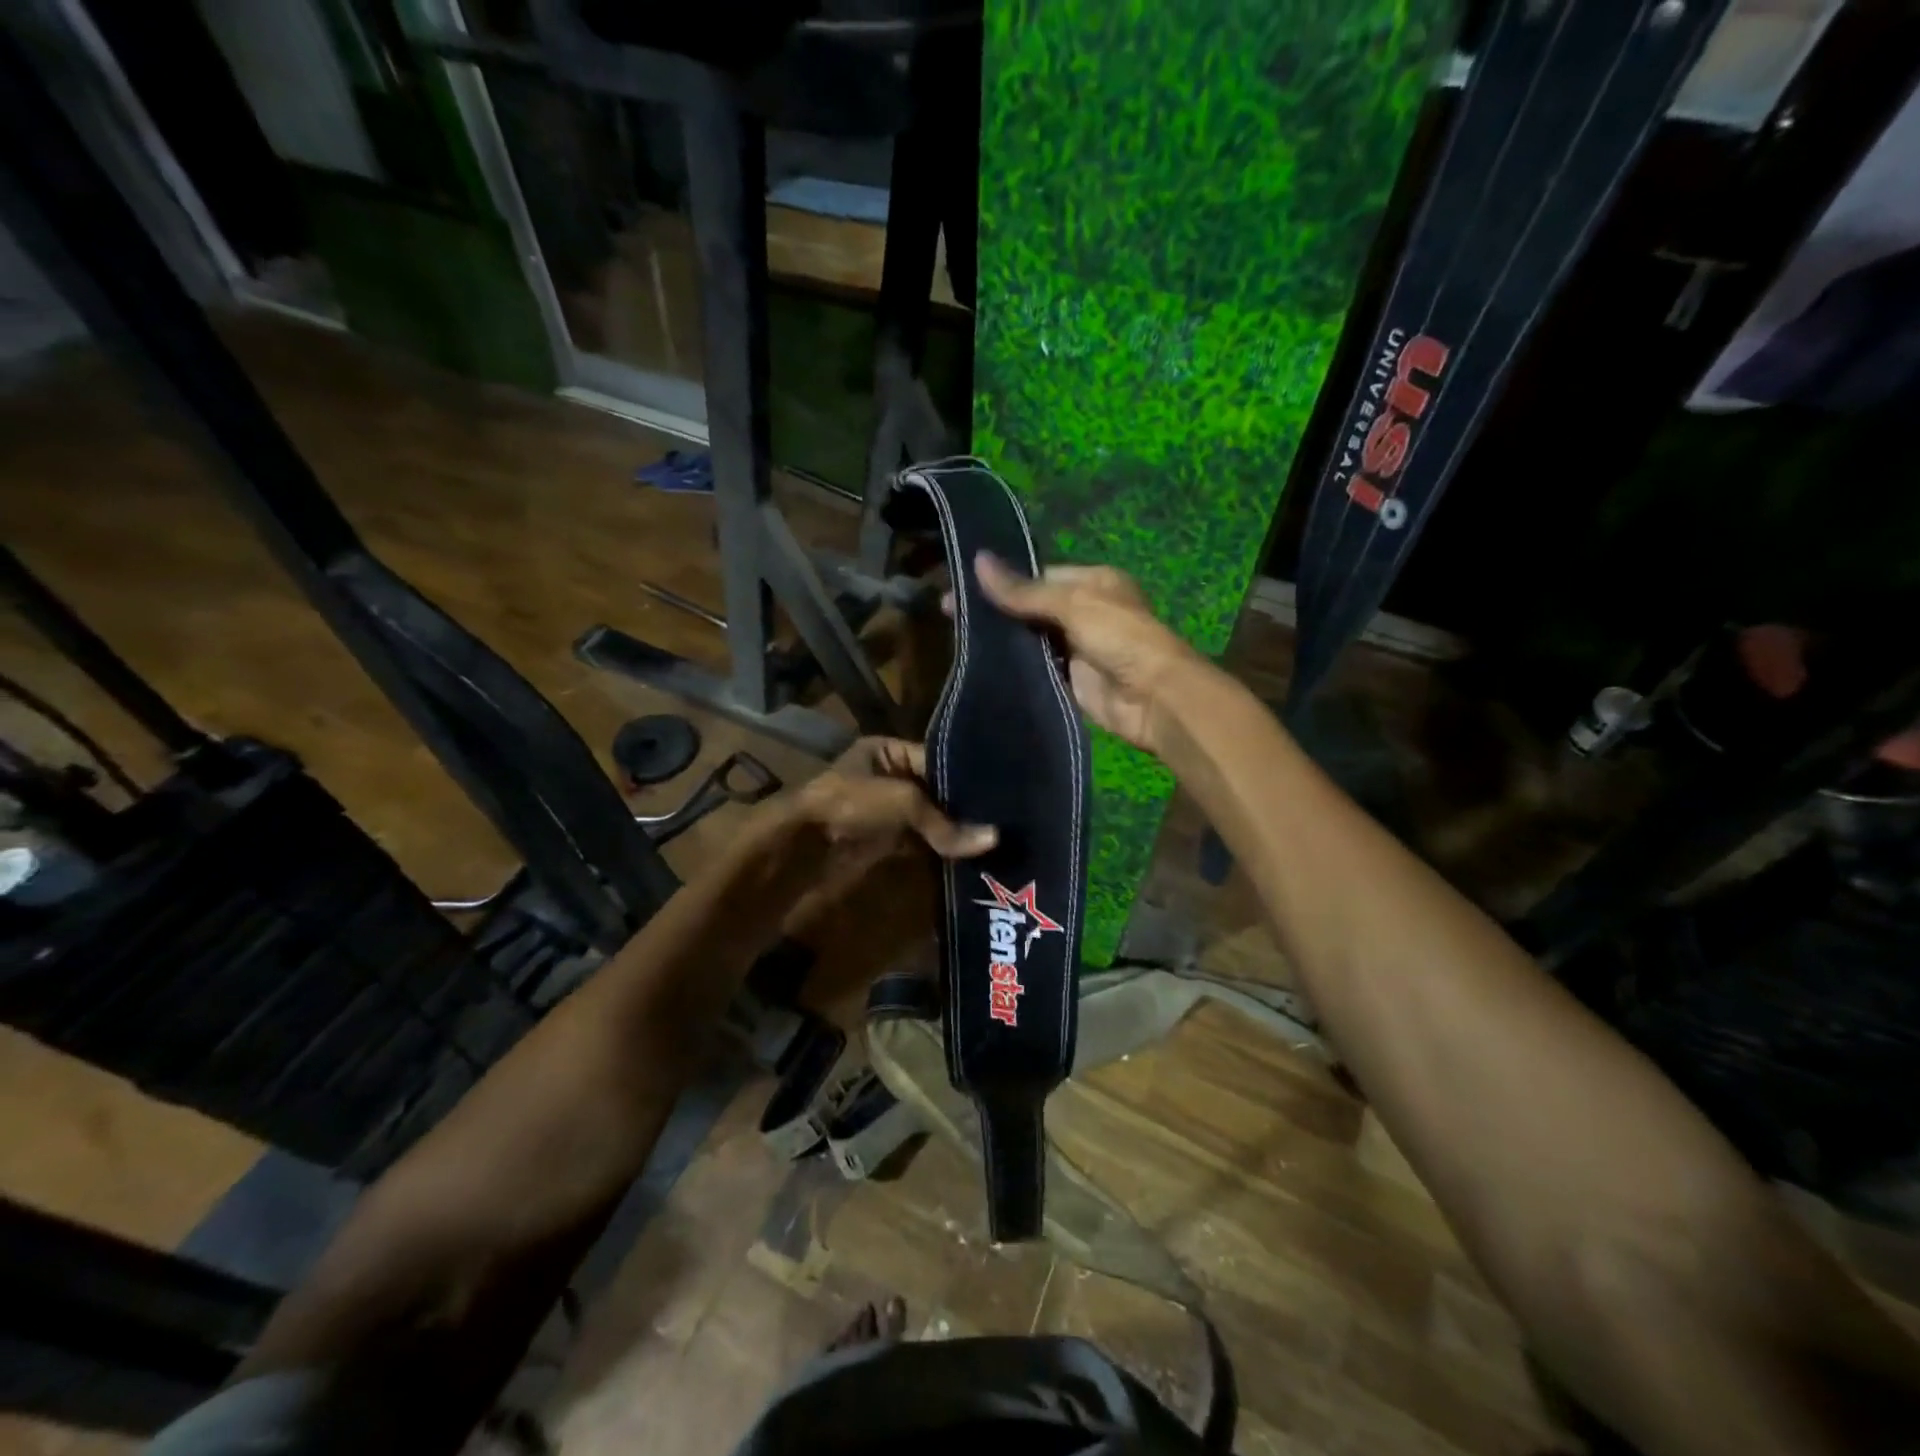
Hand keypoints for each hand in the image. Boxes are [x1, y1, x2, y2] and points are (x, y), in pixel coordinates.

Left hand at [791, 737, 995, 878]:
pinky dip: (941, 849)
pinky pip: (921, 842)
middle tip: (1007, 818)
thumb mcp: (902, 801)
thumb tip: (994, 840)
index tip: (1003, 790)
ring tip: (998, 838)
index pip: (937, 760)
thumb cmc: (850, 804)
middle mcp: (888, 777)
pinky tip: (972, 855)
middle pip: (936, 791)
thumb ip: (945, 823)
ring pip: (930, 819)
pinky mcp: (885, 841)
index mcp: (887, 752)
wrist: (802, 846)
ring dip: (954, 831)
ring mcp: (886, 811)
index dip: (967, 776)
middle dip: (964, 807)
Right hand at [972, 553, 1206, 755]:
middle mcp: (1083, 612)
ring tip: (955, 638)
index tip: (959, 587)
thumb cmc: (1120, 637)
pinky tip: (979, 665)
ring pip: (1029, 639)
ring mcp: (1075, 648)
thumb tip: (977, 561)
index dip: (1001, 580)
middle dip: (995, 610)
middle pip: (1031, 607)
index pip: (1038, 576)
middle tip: (947, 613)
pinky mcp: (1068, 681)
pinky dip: (1012, 667)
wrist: (1153, 698)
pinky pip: (1034, 669)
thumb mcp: (1073, 604)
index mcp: (1091, 583)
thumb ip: (1024, 590)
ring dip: (1000, 640)